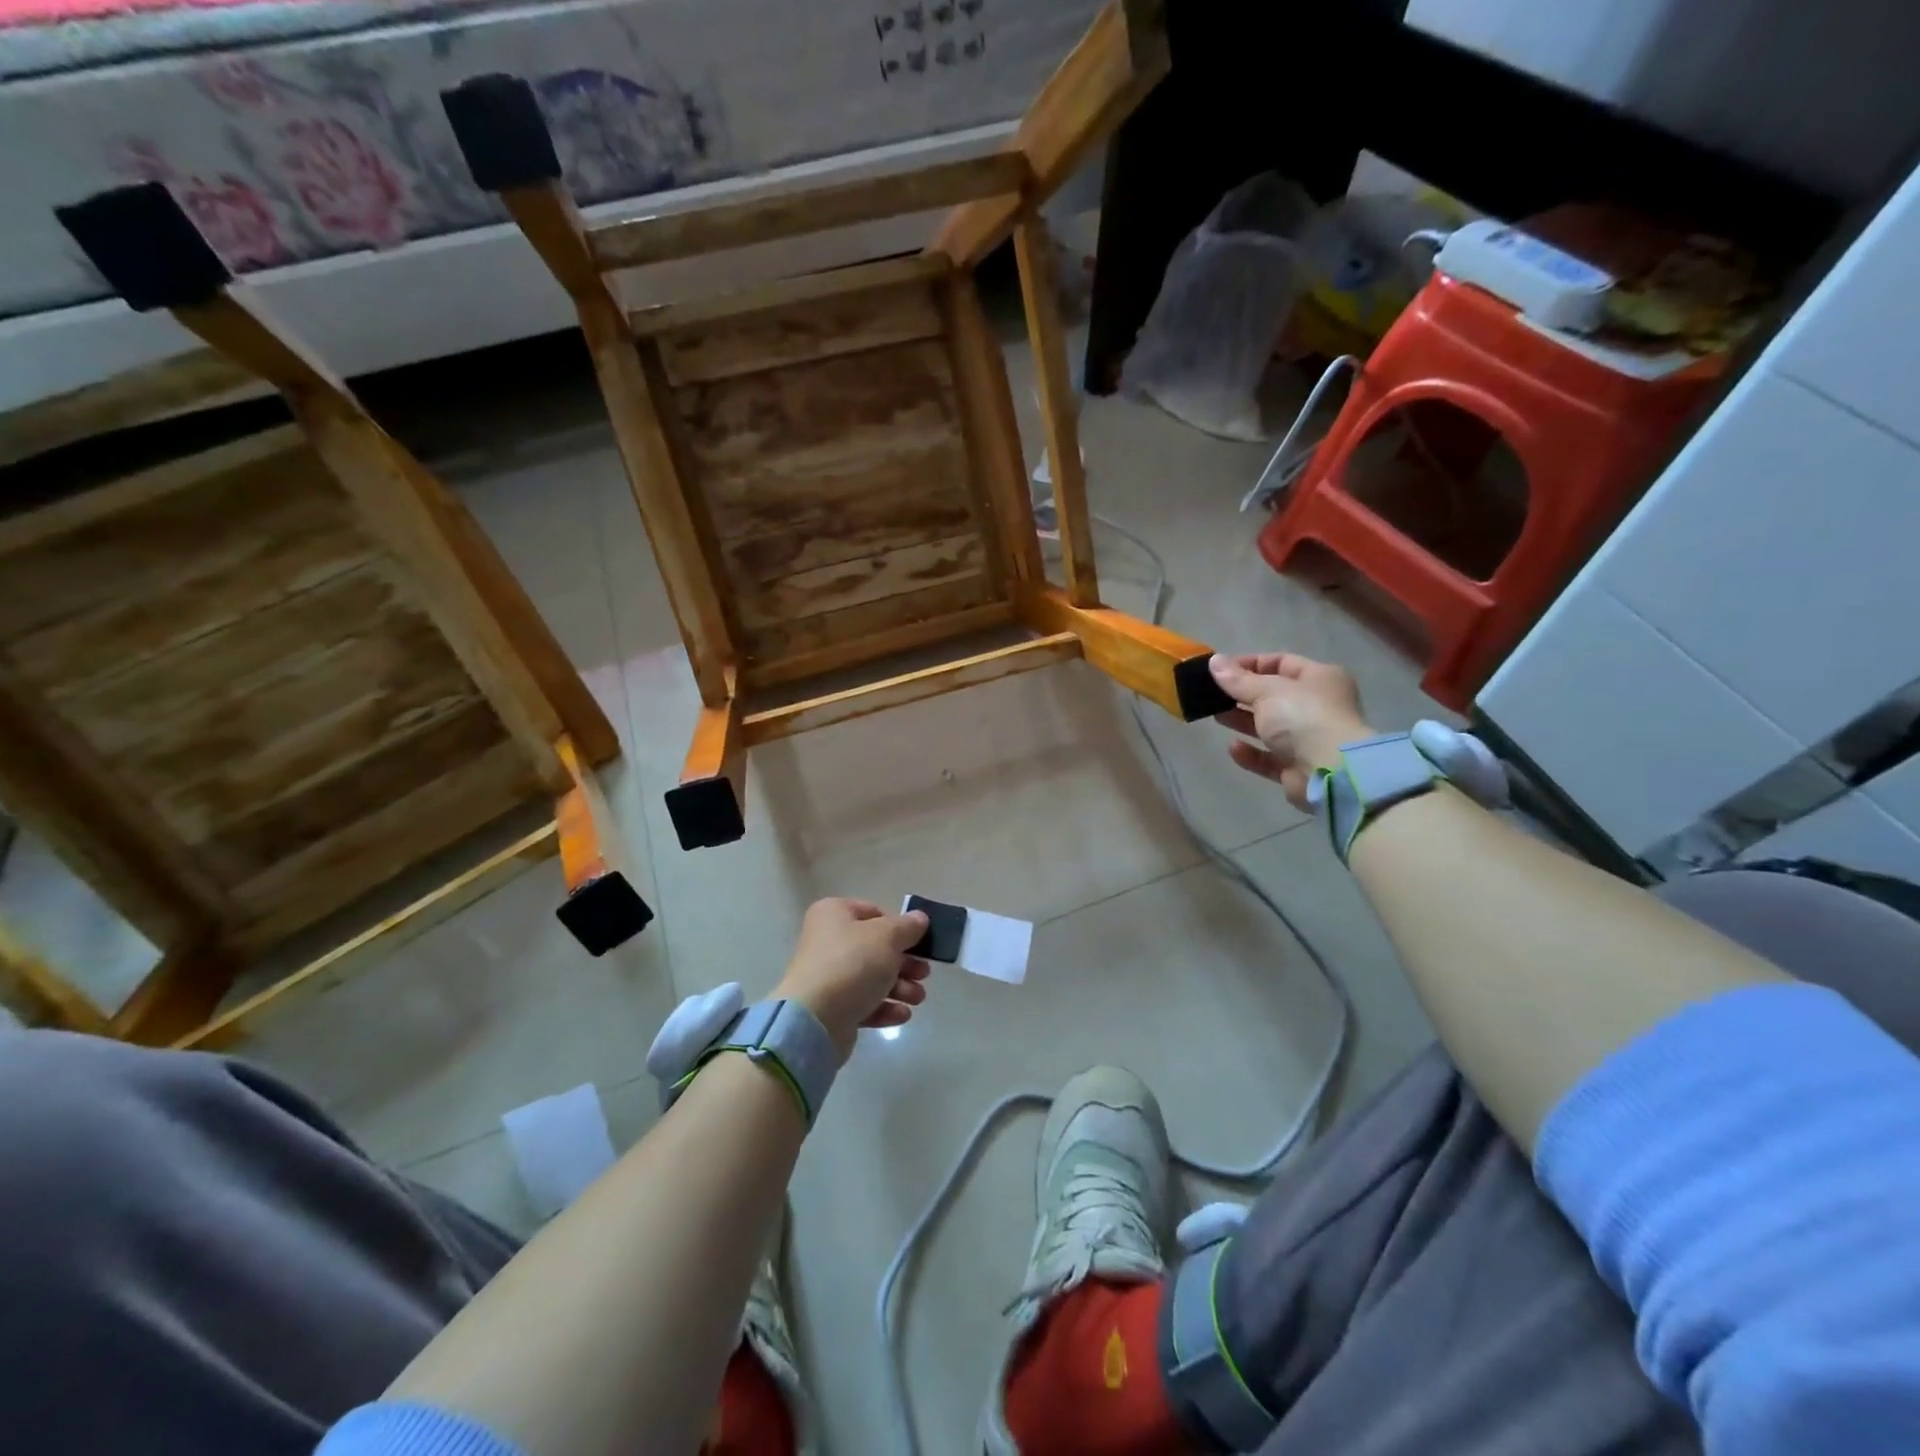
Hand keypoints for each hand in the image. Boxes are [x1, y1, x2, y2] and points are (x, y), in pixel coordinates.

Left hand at [774, 899, 931, 1060]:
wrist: (815, 1019)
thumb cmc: (852, 964)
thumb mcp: (887, 937)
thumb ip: (907, 927)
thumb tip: (920, 919)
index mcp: (834, 914)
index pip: (874, 912)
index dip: (900, 927)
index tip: (920, 942)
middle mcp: (828, 941)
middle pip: (876, 948)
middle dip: (905, 962)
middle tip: (923, 973)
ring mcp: (829, 976)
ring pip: (873, 977)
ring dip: (900, 987)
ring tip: (917, 998)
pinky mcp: (832, 1008)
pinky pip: (864, 1003)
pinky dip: (885, 1007)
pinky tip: (902, 1014)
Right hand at [1209, 652, 1372, 810]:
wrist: (1331, 771)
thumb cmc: (1302, 718)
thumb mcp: (1266, 691)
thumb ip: (1237, 679)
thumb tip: (1214, 661)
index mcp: (1319, 678)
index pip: (1281, 662)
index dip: (1250, 664)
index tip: (1220, 670)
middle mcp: (1317, 706)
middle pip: (1273, 696)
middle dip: (1242, 695)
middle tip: (1212, 695)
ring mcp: (1308, 739)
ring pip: (1269, 727)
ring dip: (1242, 721)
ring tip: (1215, 716)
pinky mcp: (1297, 767)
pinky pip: (1269, 757)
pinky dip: (1251, 753)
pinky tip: (1233, 747)